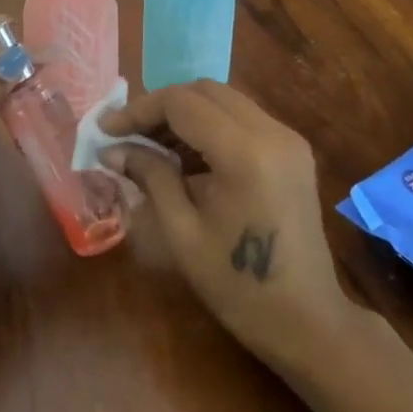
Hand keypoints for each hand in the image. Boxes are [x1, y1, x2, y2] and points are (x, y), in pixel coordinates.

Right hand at [99, 80, 350, 365]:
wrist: (306, 320)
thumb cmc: (237, 285)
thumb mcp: (182, 231)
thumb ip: (150, 177)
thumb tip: (111, 150)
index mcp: (245, 152)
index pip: (182, 103)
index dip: (139, 111)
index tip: (106, 131)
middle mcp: (272, 132)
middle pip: (206, 92)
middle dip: (161, 107)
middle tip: (127, 136)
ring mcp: (289, 139)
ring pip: (226, 102)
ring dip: (186, 115)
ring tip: (150, 148)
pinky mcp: (294, 152)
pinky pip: (244, 120)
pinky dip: (211, 127)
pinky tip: (186, 158)